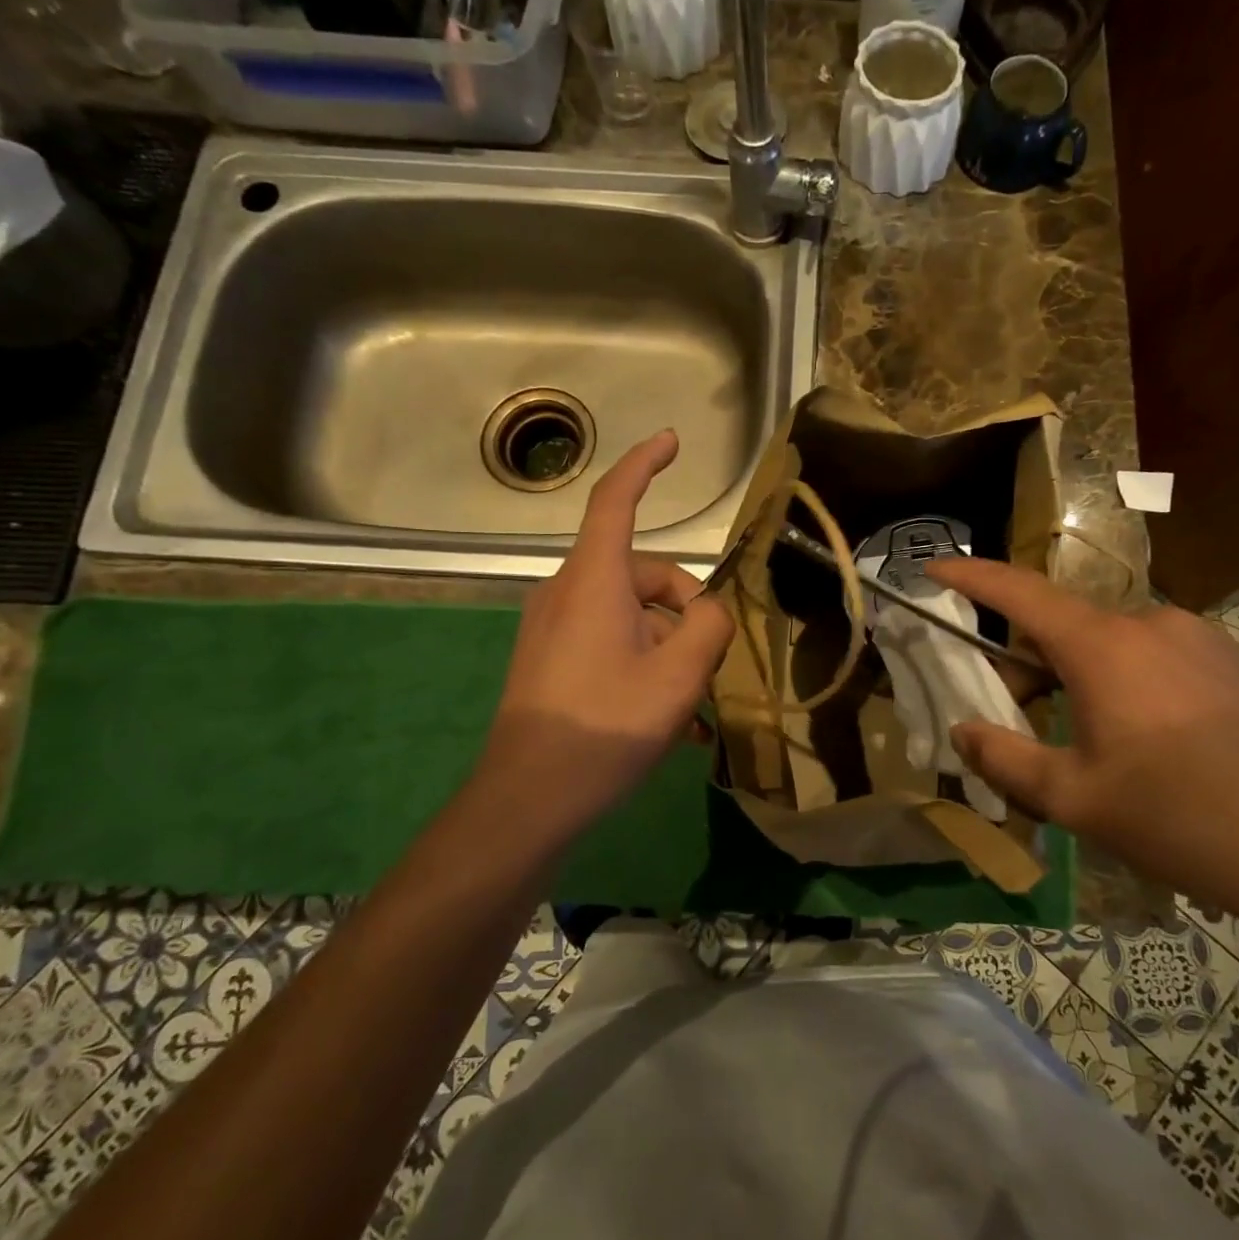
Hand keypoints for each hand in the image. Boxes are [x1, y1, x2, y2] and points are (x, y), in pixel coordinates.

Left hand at [480, 431, 734, 840]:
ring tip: (694, 711)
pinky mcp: (550, 661)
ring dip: (669, 650)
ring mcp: (554, 628)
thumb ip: (709, 626)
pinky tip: (671, 723)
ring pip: (631, 617)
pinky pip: (610, 644)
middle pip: (642, 575)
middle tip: (711, 669)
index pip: (616, 500)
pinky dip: (644, 667)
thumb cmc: (605, 726)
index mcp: (593, 581)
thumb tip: (708, 613)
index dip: (645, 464)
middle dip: (685, 611)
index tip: (671, 441)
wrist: (527, 798)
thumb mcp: (679, 675)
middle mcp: (567, 593)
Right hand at [929, 557, 1238, 928]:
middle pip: (1065, 626)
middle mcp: (1150, 624)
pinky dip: (1126, 678)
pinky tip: (1147, 737)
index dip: (972, 577)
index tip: (934, 567)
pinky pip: (1156, 655)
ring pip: (1112, 642)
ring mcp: (1199, 638)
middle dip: (1029, 662)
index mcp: (1104, 647)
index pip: (1020, 593)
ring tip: (1087, 738)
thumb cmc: (1174, 819)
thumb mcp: (1071, 798)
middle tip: (1016, 716)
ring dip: (1080, 674)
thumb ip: (1003, 758)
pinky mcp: (1233, 662)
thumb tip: (962, 731)